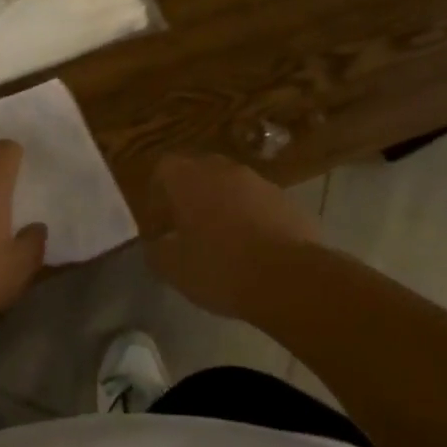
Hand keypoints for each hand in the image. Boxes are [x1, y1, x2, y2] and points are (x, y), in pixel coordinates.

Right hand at [141, 152, 320, 317]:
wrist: (290, 278)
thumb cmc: (220, 268)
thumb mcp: (175, 269)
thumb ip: (157, 252)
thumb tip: (155, 244)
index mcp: (187, 178)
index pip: (162, 170)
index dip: (157, 196)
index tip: (159, 226)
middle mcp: (221, 169)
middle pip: (198, 173)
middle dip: (190, 197)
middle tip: (187, 230)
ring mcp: (257, 181)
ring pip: (230, 186)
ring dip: (222, 206)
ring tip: (222, 241)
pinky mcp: (285, 199)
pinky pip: (258, 203)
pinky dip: (250, 218)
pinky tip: (253, 249)